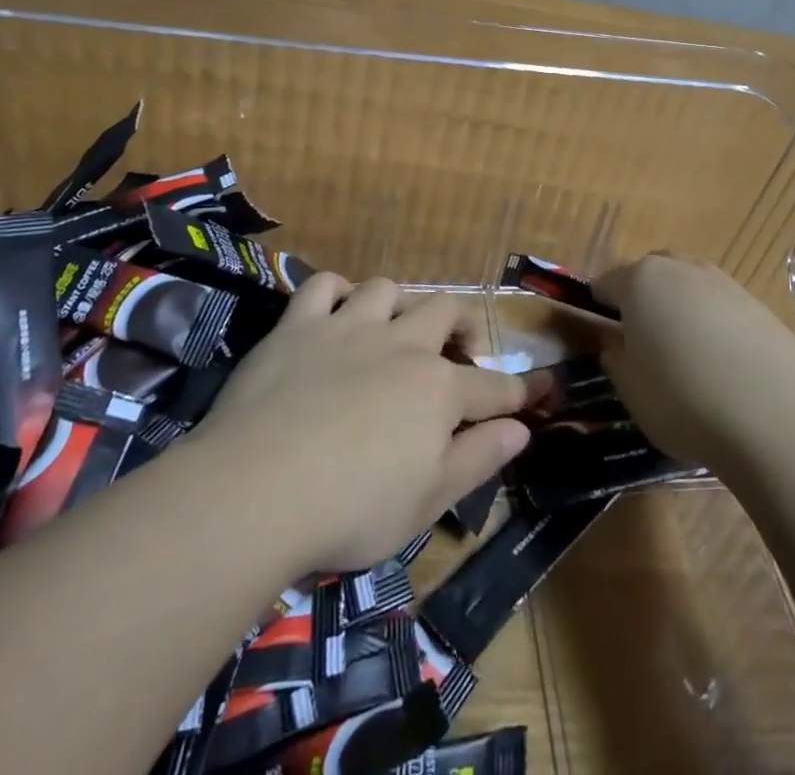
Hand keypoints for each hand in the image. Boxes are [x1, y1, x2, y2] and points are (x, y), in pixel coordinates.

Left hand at [199, 274, 533, 572]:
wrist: (258, 488)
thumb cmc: (352, 508)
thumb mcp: (428, 500)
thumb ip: (479, 458)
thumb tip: (522, 428)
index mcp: (438, 389)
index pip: (492, 388)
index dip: (518, 391)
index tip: (536, 390)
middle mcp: (401, 344)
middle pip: (446, 311)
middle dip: (463, 325)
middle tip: (459, 352)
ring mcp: (348, 328)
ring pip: (387, 289)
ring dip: (398, 304)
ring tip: (394, 328)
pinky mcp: (298, 326)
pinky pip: (323, 286)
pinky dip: (335, 293)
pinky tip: (335, 312)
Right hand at [594, 253, 794, 472]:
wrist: (778, 413)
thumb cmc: (684, 398)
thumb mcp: (631, 389)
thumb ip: (616, 360)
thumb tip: (616, 344)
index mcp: (640, 280)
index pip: (606, 283)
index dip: (598, 308)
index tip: (601, 337)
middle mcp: (681, 268)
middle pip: (651, 276)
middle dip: (642, 302)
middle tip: (643, 346)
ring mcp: (724, 282)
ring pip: (688, 289)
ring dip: (681, 313)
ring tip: (687, 360)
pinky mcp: (758, 304)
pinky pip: (721, 308)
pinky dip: (714, 328)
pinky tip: (723, 367)